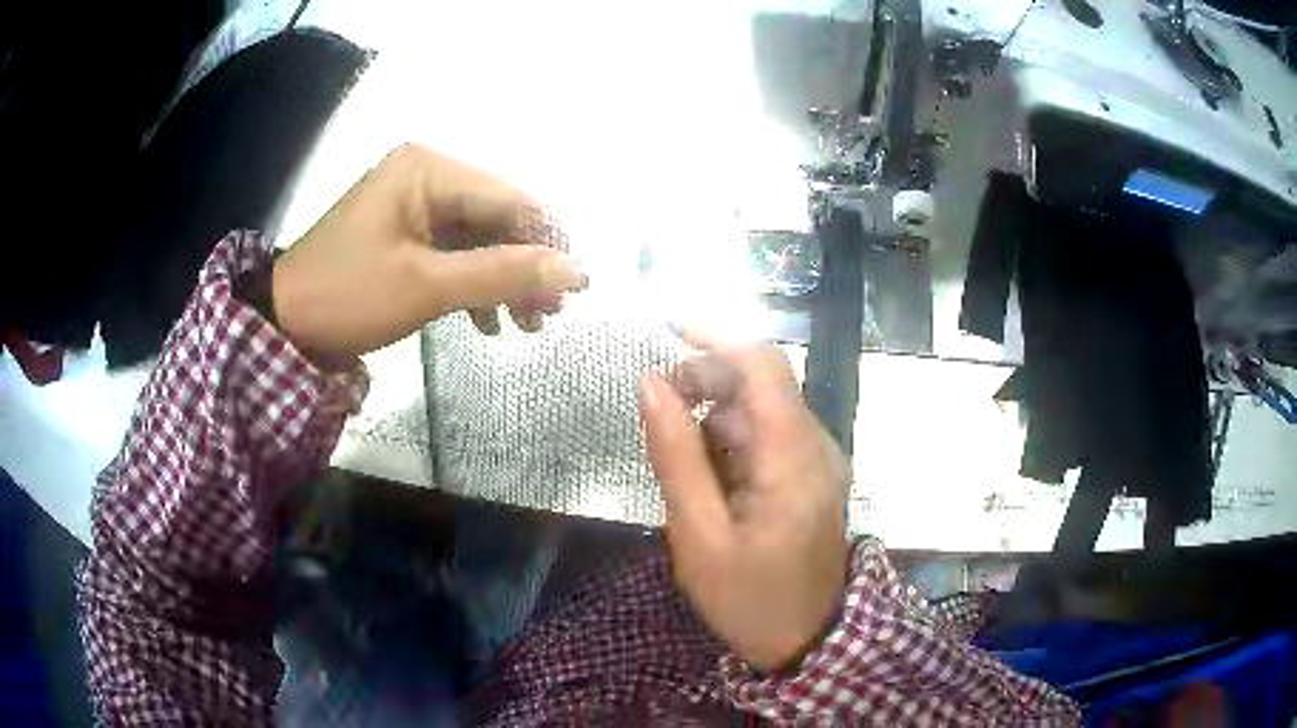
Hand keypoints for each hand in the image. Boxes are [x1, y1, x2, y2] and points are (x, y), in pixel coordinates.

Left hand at [272, 144, 586, 360]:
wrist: (284, 324)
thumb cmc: (349, 296)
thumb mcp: (428, 286)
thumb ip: (504, 273)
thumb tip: (578, 272)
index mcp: (428, 169)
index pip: (510, 199)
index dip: (548, 244)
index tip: (576, 291)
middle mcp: (426, 174)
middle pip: (498, 217)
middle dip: (526, 267)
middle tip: (547, 317)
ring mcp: (415, 203)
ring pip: (481, 238)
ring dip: (505, 280)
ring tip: (526, 326)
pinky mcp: (407, 232)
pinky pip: (456, 252)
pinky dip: (475, 285)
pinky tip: (488, 322)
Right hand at [640, 334, 849, 671]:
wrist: (805, 640)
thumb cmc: (748, 598)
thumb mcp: (698, 534)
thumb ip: (676, 455)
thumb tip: (651, 383)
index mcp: (793, 456)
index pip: (761, 364)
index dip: (713, 335)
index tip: (663, 327)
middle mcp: (815, 444)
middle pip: (759, 383)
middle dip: (705, 383)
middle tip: (659, 417)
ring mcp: (818, 459)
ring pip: (760, 409)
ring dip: (715, 418)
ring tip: (682, 464)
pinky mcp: (811, 474)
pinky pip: (767, 436)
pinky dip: (731, 442)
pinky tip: (709, 479)